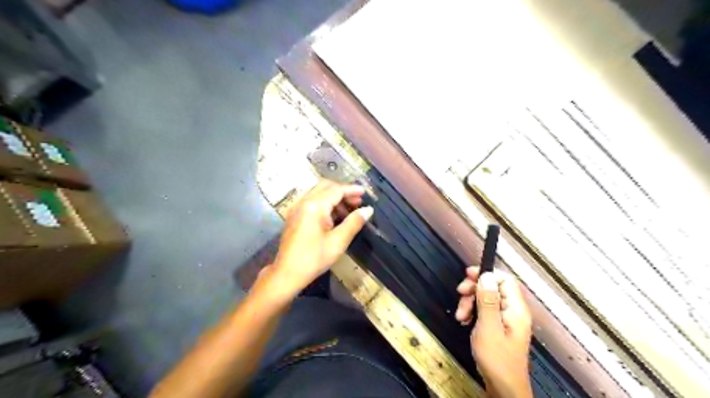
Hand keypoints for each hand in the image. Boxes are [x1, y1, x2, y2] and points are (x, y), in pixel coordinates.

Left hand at [272, 180, 372, 294]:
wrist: (287, 274)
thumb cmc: (314, 258)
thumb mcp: (338, 241)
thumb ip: (354, 222)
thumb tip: (368, 210)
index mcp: (314, 206)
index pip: (336, 190)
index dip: (352, 190)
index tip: (365, 193)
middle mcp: (304, 202)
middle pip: (325, 187)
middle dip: (343, 191)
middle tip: (358, 202)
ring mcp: (296, 208)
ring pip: (318, 193)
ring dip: (334, 198)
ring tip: (349, 211)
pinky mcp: (294, 216)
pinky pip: (311, 202)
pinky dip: (325, 204)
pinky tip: (334, 217)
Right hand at [459, 267, 529, 396]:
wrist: (503, 388)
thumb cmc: (497, 359)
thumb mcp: (488, 327)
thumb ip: (488, 300)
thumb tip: (486, 276)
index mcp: (515, 309)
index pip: (504, 279)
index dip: (486, 274)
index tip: (468, 276)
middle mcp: (513, 311)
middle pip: (493, 287)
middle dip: (474, 290)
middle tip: (460, 295)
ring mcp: (506, 319)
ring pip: (486, 298)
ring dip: (470, 302)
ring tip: (461, 316)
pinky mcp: (499, 327)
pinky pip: (485, 311)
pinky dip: (473, 312)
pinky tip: (465, 321)